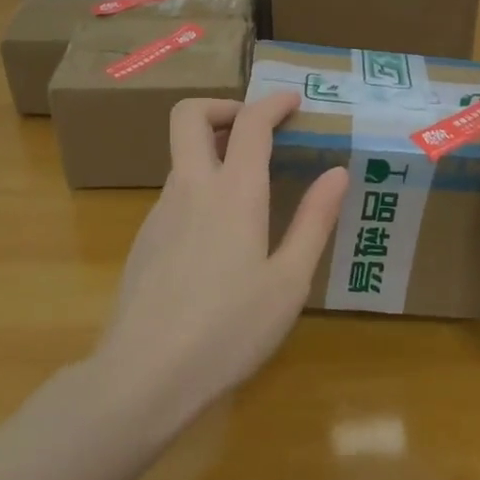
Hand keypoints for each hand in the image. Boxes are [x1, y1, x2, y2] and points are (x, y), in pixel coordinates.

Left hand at [94, 91, 346, 433]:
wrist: (142, 377)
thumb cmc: (228, 330)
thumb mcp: (288, 282)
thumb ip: (314, 221)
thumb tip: (337, 172)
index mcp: (234, 192)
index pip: (251, 122)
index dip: (272, 103)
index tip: (293, 102)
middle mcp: (191, 188)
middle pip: (189, 115)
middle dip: (222, 106)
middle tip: (255, 128)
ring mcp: (160, 212)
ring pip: (182, 156)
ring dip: (213, 151)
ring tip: (249, 187)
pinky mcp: (145, 240)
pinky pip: (176, 193)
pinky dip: (201, 188)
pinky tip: (220, 237)